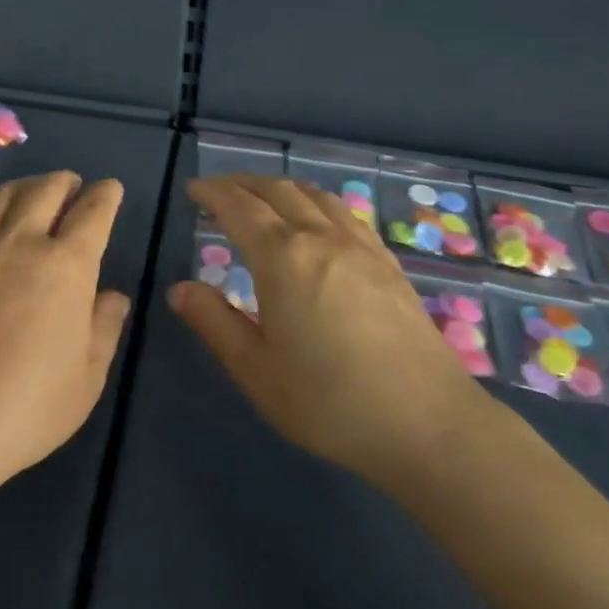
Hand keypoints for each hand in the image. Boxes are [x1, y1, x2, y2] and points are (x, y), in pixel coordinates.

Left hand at [0, 172, 130, 490]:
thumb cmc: (25, 407)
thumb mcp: (86, 379)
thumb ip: (104, 328)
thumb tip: (113, 296)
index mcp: (67, 265)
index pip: (93, 211)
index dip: (106, 195)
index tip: (109, 189)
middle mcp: (22, 240)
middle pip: (47, 189)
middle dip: (66, 182)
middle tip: (72, 188)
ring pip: (6, 194)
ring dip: (27, 187)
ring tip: (33, 194)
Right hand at [168, 175, 499, 492]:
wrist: (429, 425)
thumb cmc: (330, 402)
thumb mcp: (256, 371)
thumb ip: (214, 323)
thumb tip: (179, 289)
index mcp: (282, 258)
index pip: (239, 207)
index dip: (213, 193)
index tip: (193, 191)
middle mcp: (321, 238)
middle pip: (276, 190)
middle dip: (242, 183)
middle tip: (218, 190)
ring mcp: (361, 247)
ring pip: (314, 195)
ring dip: (280, 187)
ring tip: (262, 196)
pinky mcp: (388, 264)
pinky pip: (345, 213)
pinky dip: (316, 202)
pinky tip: (318, 220)